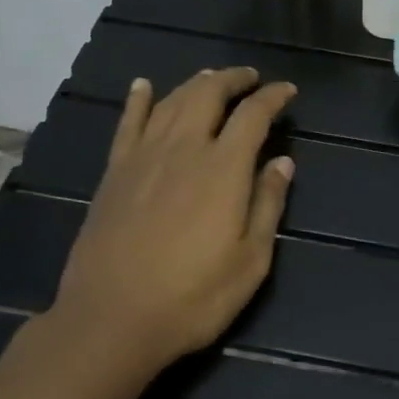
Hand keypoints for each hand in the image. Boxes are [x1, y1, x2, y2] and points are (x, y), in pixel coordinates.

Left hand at [51, 68, 296, 379]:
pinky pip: (128, 123)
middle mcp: (183, 149)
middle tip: (250, 78)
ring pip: (171, 101)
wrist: (111, 320)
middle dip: (233, 79)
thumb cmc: (192, 297)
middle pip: (208, 94)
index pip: (253, 115)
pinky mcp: (114, 172)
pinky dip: (138, 100)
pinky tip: (143, 86)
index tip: (287, 91)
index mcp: (223, 168)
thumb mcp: (250, 261)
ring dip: (195, 84)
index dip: (272, 97)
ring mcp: (143, 157)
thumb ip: (268, 204)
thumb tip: (283, 162)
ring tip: (211, 78)